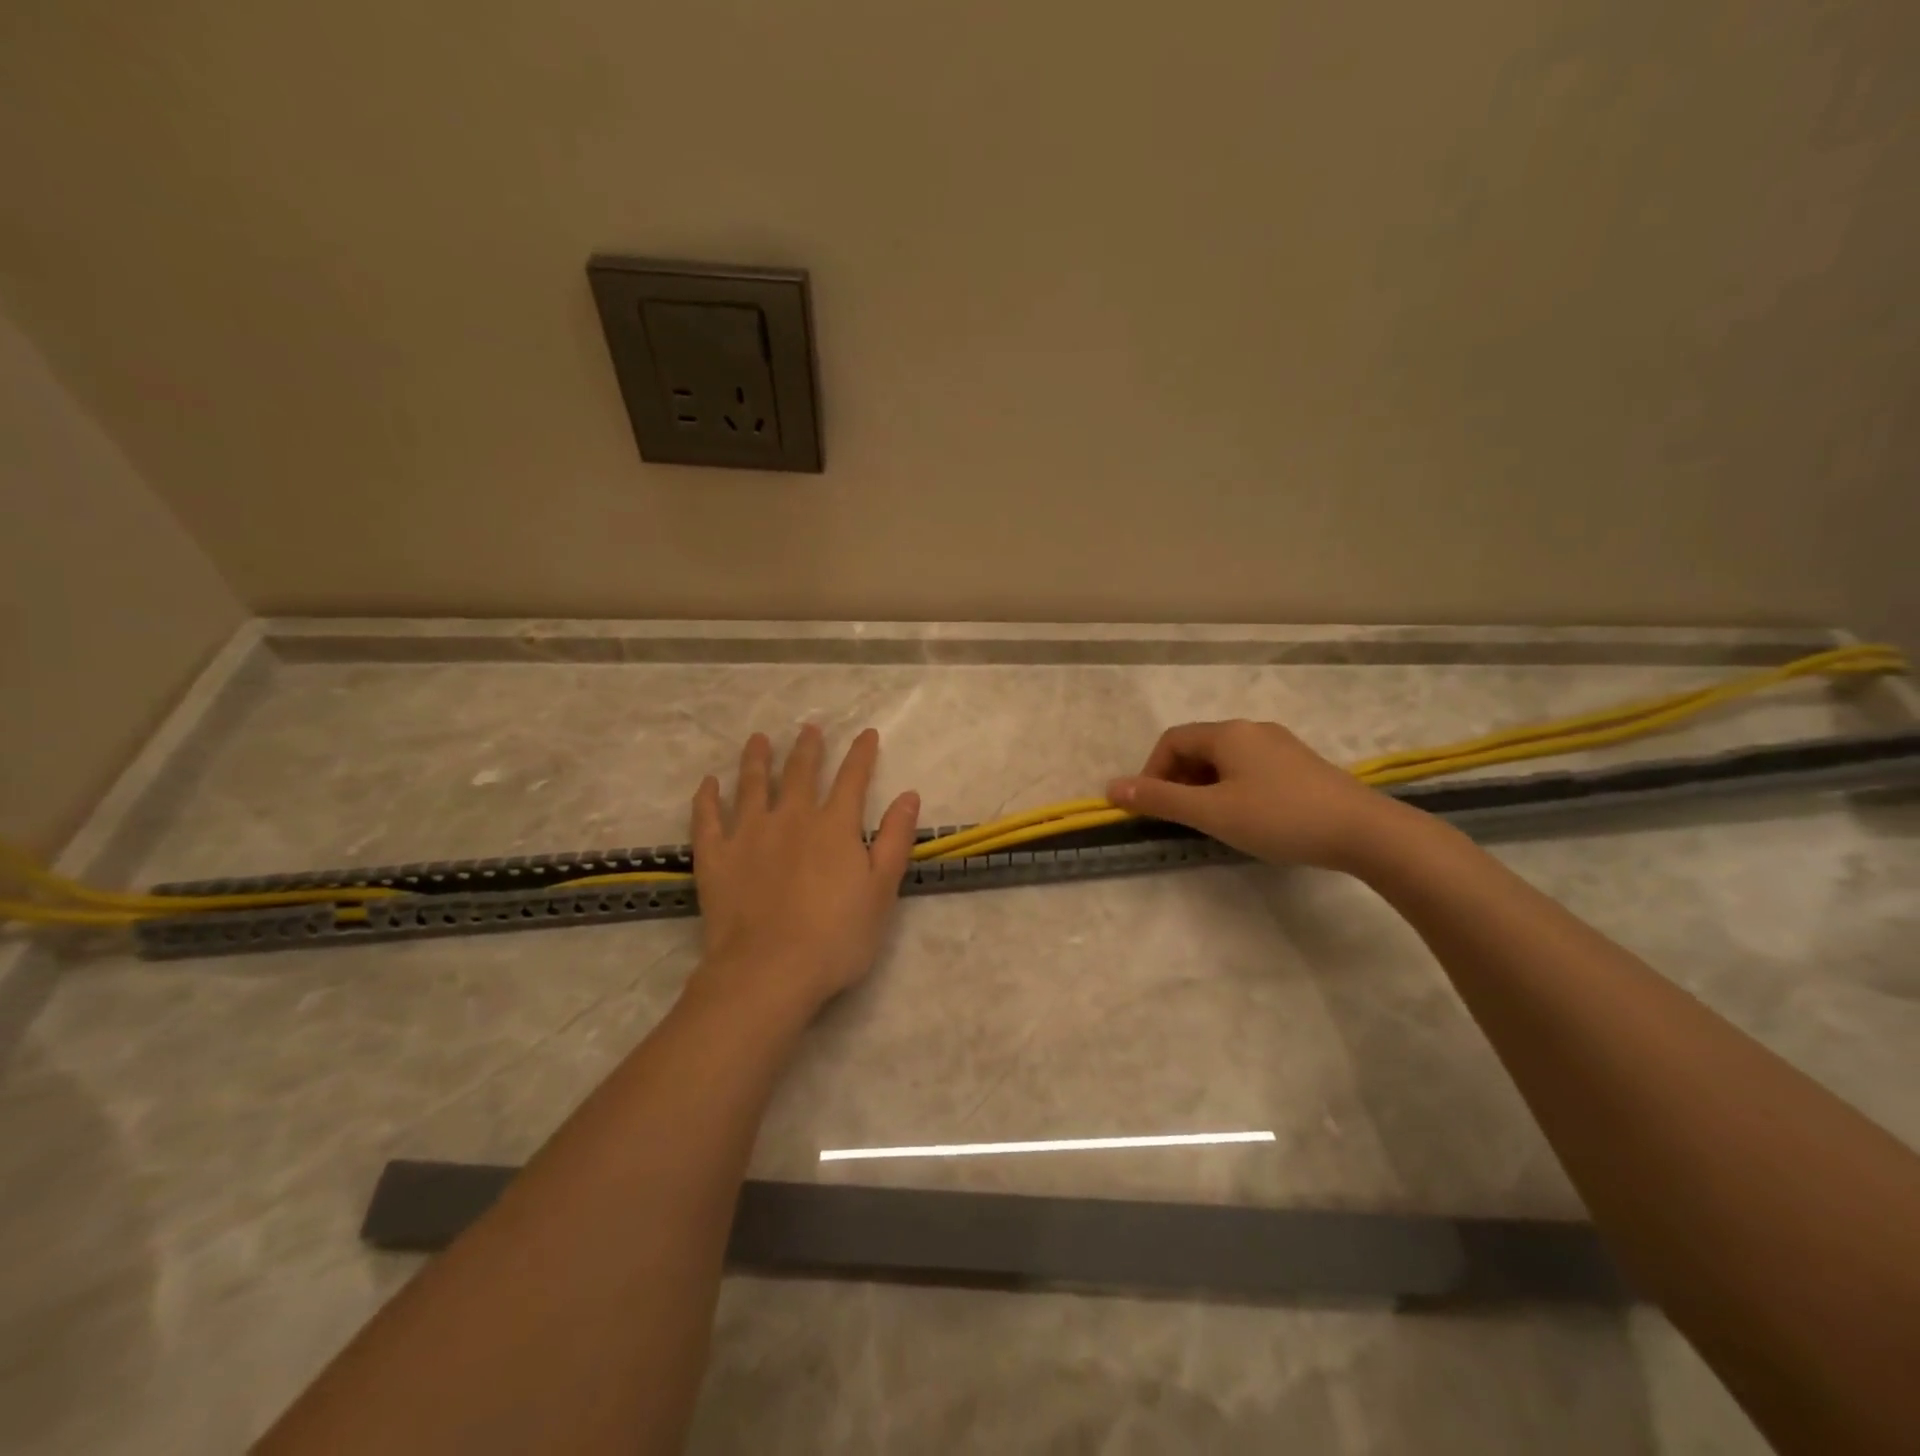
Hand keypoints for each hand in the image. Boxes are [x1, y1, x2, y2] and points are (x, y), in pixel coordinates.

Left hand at [687, 725, 919, 1018]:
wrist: (769, 971)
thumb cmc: (836, 937)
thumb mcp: (881, 891)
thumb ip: (894, 840)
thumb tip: (909, 795)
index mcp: (834, 826)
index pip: (852, 778)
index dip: (861, 754)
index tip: (866, 734)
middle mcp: (791, 818)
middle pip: (800, 773)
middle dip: (808, 749)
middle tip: (809, 728)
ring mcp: (748, 834)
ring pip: (752, 784)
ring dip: (757, 759)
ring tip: (759, 740)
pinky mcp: (715, 856)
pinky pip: (707, 817)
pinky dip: (708, 797)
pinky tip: (709, 784)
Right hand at [1107, 719, 1404, 871]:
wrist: (1364, 831)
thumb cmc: (1278, 818)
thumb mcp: (1211, 812)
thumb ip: (1160, 799)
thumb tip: (1111, 787)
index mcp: (1228, 733)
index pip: (1172, 741)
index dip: (1152, 772)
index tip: (1153, 808)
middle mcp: (1252, 730)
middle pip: (1198, 747)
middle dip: (1178, 780)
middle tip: (1180, 818)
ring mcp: (1280, 745)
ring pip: (1225, 760)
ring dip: (1204, 786)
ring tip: (1211, 821)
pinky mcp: (1300, 765)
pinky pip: (1250, 768)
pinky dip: (1232, 788)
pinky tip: (1247, 817)